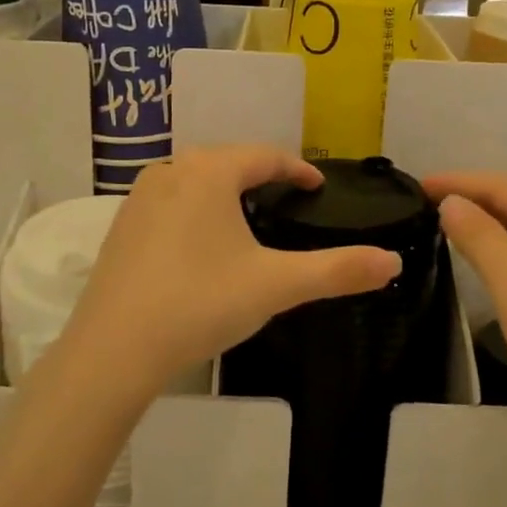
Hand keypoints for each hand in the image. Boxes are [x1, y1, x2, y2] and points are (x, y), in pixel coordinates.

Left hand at [59, 147, 401, 401]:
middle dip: (262, 177)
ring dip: (225, 191)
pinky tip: (201, 244)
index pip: (266, 156)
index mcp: (210, 172)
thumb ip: (337, 270)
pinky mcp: (120, 227)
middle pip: (229, 162)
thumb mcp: (276, 285)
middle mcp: (172, 171)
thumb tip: (393, 260)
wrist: (113, 350)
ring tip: (249, 218)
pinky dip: (195, 211)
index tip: (319, 186)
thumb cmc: (200, 303)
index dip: (298, 169)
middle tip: (289, 202)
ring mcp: (139, 198)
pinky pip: (170, 203)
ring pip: (195, 180)